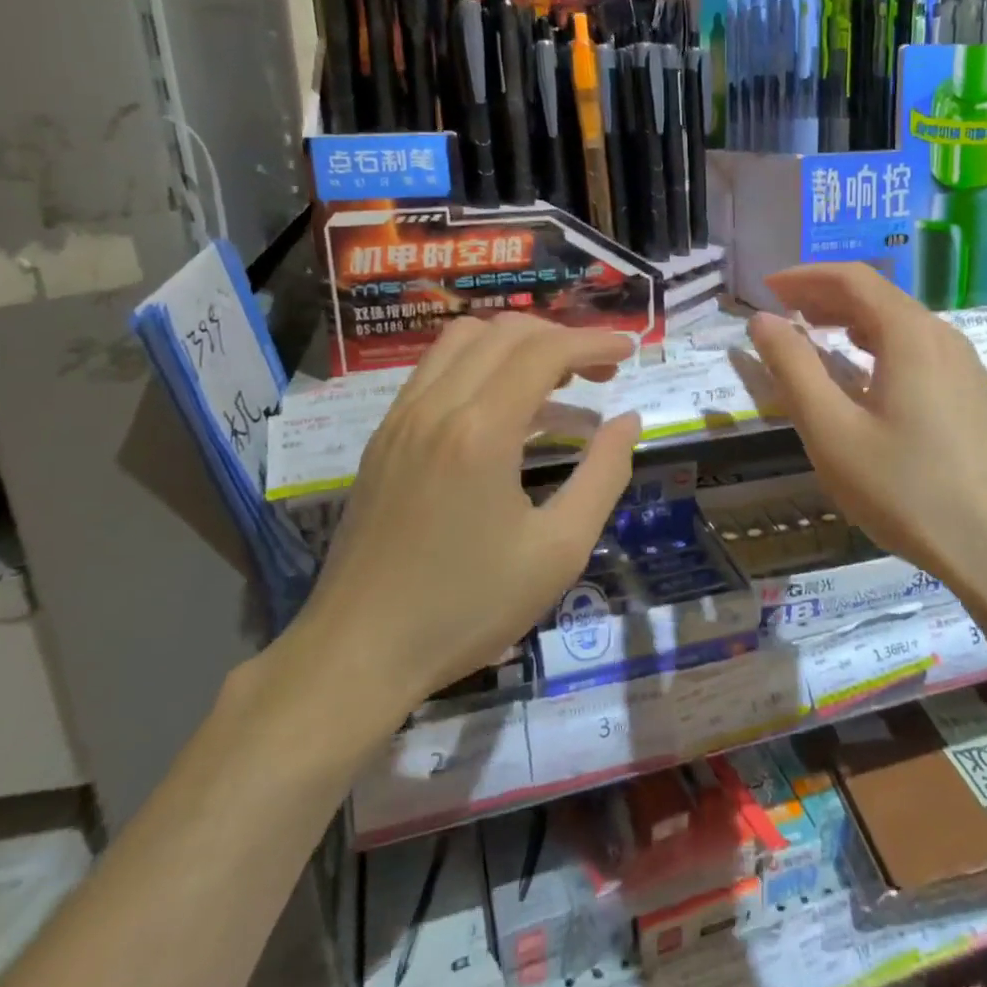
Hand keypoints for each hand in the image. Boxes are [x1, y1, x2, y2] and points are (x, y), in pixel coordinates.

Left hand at [268, 314, 641, 755]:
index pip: (545, 351)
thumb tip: (628, 420)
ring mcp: (401, 418)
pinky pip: (436, 370)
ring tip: (554, 381)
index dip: (593, 342)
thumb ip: (604, 474)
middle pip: (505, 332)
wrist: (357, 653)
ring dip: (517, 344)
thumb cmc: (467, 607)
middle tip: (600, 374)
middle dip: (562, 338)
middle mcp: (436, 406)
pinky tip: (504, 408)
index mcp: (481, 430)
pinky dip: (481, 364)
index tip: (629, 351)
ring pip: (463, 340)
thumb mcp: (559, 550)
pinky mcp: (384, 437)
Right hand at [746, 264, 986, 611]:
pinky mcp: (971, 394)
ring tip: (812, 334)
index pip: (852, 279)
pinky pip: (916, 349)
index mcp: (909, 334)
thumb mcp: (832, 431)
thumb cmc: (906, 488)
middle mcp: (941, 336)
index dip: (804, 276)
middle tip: (781, 311)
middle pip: (877, 296)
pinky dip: (877, 345)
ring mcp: (963, 365)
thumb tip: (762, 320)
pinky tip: (861, 373)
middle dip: (824, 295)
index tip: (766, 287)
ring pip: (899, 323)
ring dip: (850, 320)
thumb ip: (793, 369)